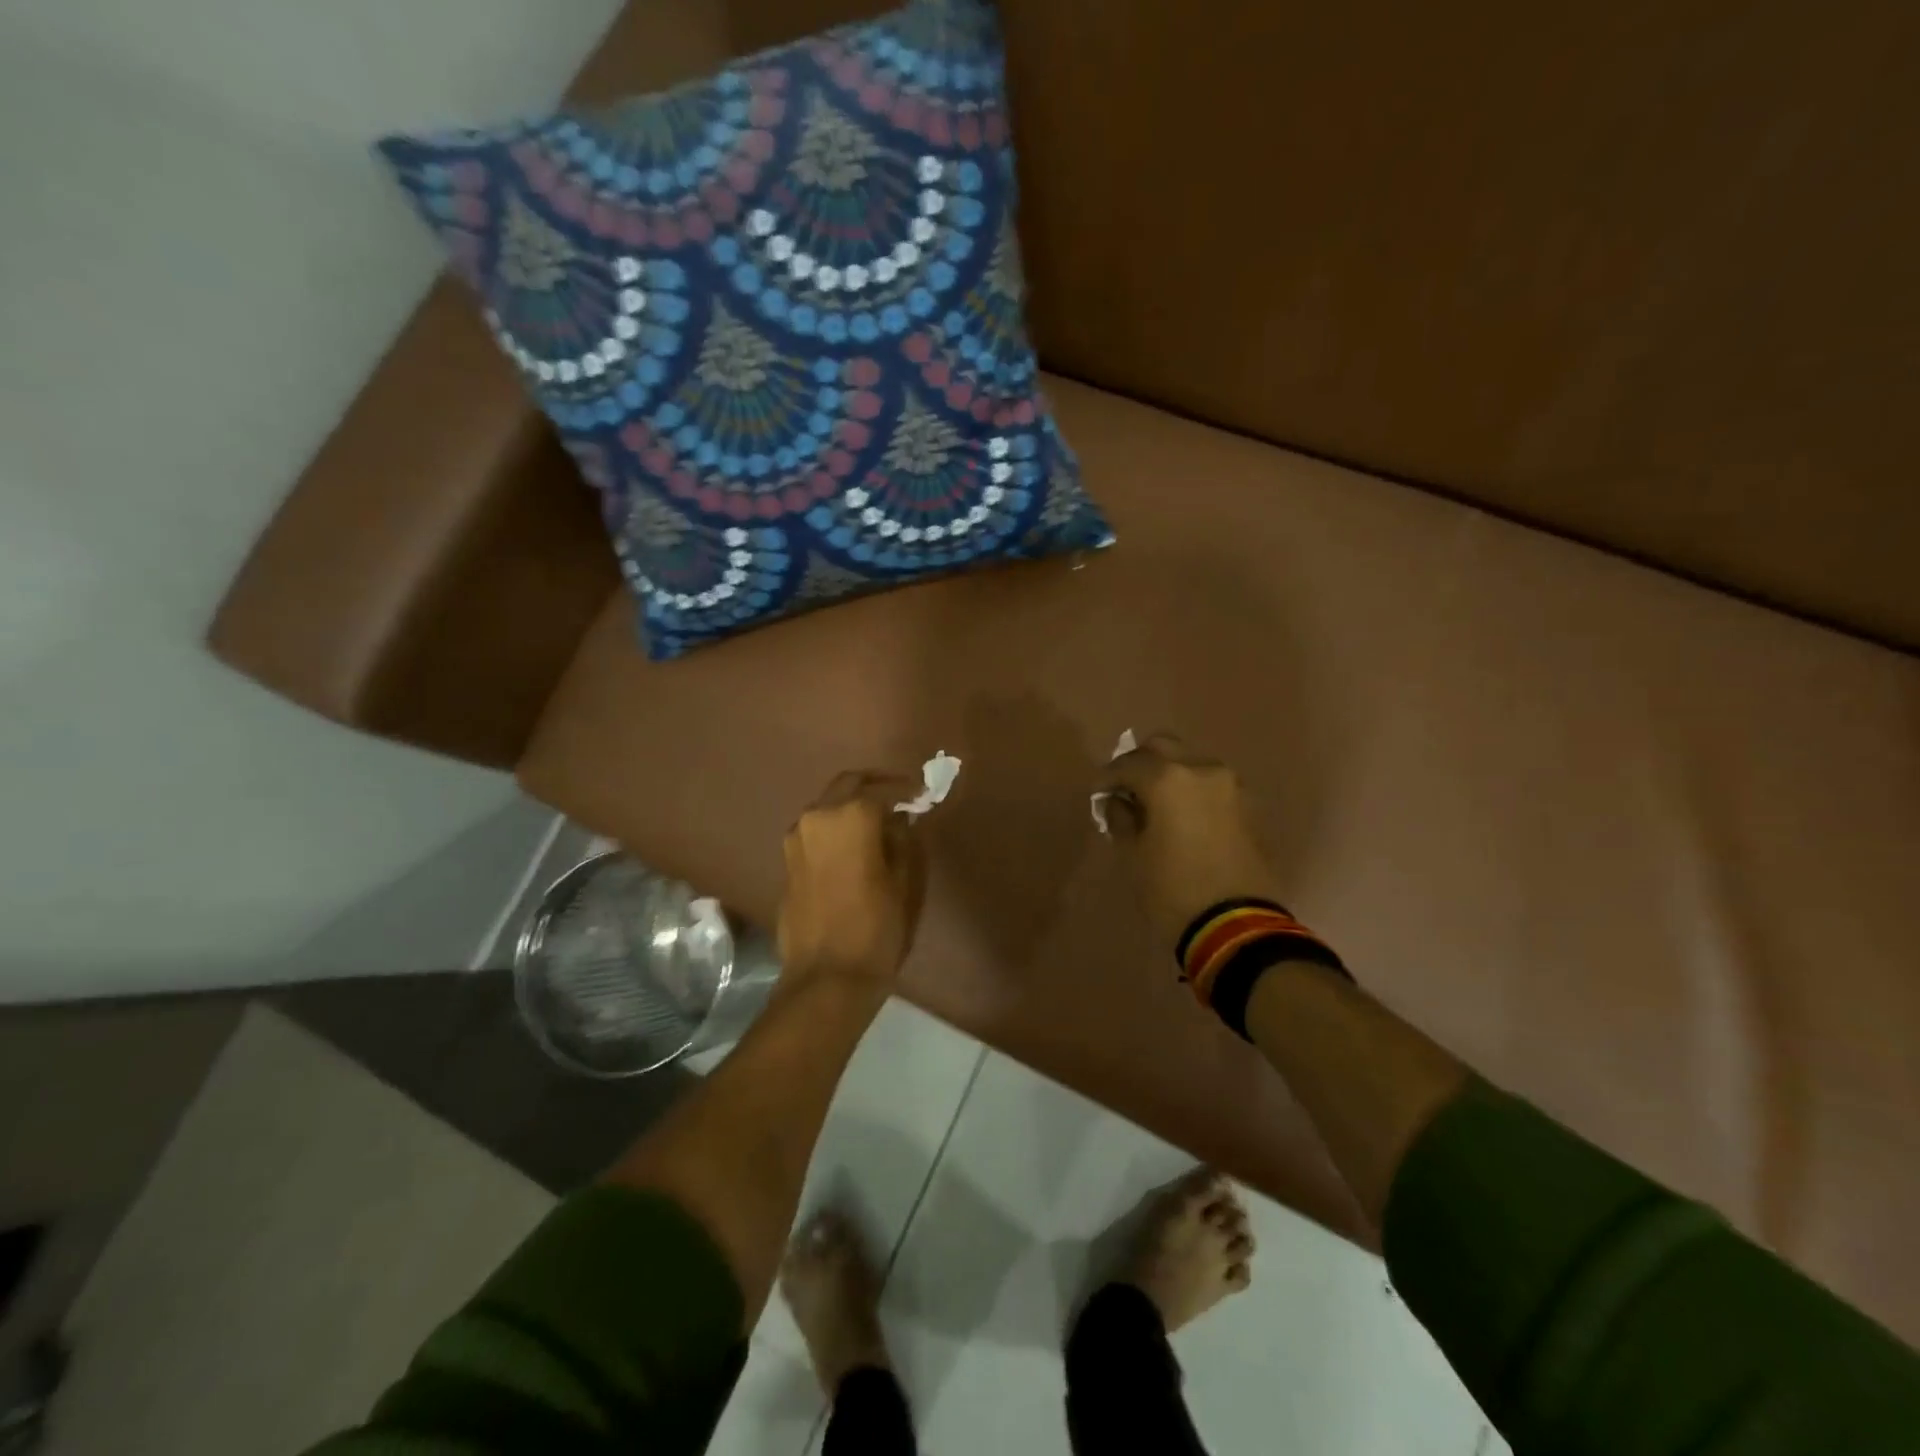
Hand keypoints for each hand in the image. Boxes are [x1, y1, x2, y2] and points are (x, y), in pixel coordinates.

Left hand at [777, 770, 927, 988]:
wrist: (826, 978)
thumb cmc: (875, 928)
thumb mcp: (902, 882)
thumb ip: (900, 841)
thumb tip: (897, 821)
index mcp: (850, 816)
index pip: (881, 789)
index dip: (905, 790)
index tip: (923, 794)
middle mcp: (817, 817)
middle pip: (847, 786)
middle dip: (874, 787)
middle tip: (899, 798)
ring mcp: (796, 839)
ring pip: (827, 807)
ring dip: (851, 806)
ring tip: (878, 823)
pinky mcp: (787, 862)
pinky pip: (816, 832)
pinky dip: (835, 828)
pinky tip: (854, 846)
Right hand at [1097, 734, 1283, 952]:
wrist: (1237, 927)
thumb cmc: (1172, 890)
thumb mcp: (1134, 856)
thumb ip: (1122, 819)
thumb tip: (1119, 802)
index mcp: (1168, 779)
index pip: (1128, 763)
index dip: (1108, 777)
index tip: (1098, 794)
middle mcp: (1202, 770)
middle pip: (1164, 747)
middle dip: (1141, 763)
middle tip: (1126, 789)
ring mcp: (1231, 786)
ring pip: (1192, 763)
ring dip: (1171, 775)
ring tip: (1156, 805)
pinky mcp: (1249, 806)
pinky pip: (1212, 786)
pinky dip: (1193, 792)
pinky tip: (1183, 818)